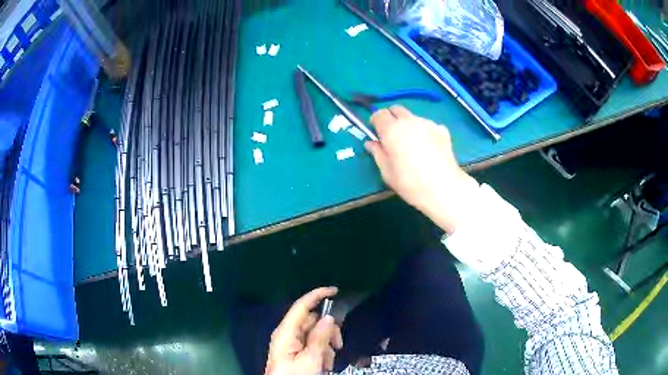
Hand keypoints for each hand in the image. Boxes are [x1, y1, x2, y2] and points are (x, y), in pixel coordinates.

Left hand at [265, 287, 342, 374]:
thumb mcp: (311, 359)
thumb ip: (320, 337)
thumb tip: (328, 316)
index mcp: (286, 332)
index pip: (301, 306)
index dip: (317, 295)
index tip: (335, 290)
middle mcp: (288, 334)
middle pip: (312, 321)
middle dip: (328, 330)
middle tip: (338, 345)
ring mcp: (291, 343)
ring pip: (315, 333)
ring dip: (327, 344)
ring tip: (329, 361)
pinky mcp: (295, 352)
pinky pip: (312, 344)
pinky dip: (322, 351)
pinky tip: (325, 363)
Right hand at [365, 106, 478, 233]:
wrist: (442, 187)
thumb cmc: (410, 182)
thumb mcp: (387, 172)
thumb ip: (377, 153)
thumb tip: (371, 143)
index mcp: (391, 130)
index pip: (379, 114)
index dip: (376, 121)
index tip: (376, 132)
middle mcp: (409, 121)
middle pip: (397, 109)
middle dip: (392, 118)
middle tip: (392, 135)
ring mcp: (428, 123)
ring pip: (413, 117)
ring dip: (409, 125)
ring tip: (413, 144)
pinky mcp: (442, 130)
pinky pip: (429, 125)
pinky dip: (425, 131)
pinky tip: (428, 147)